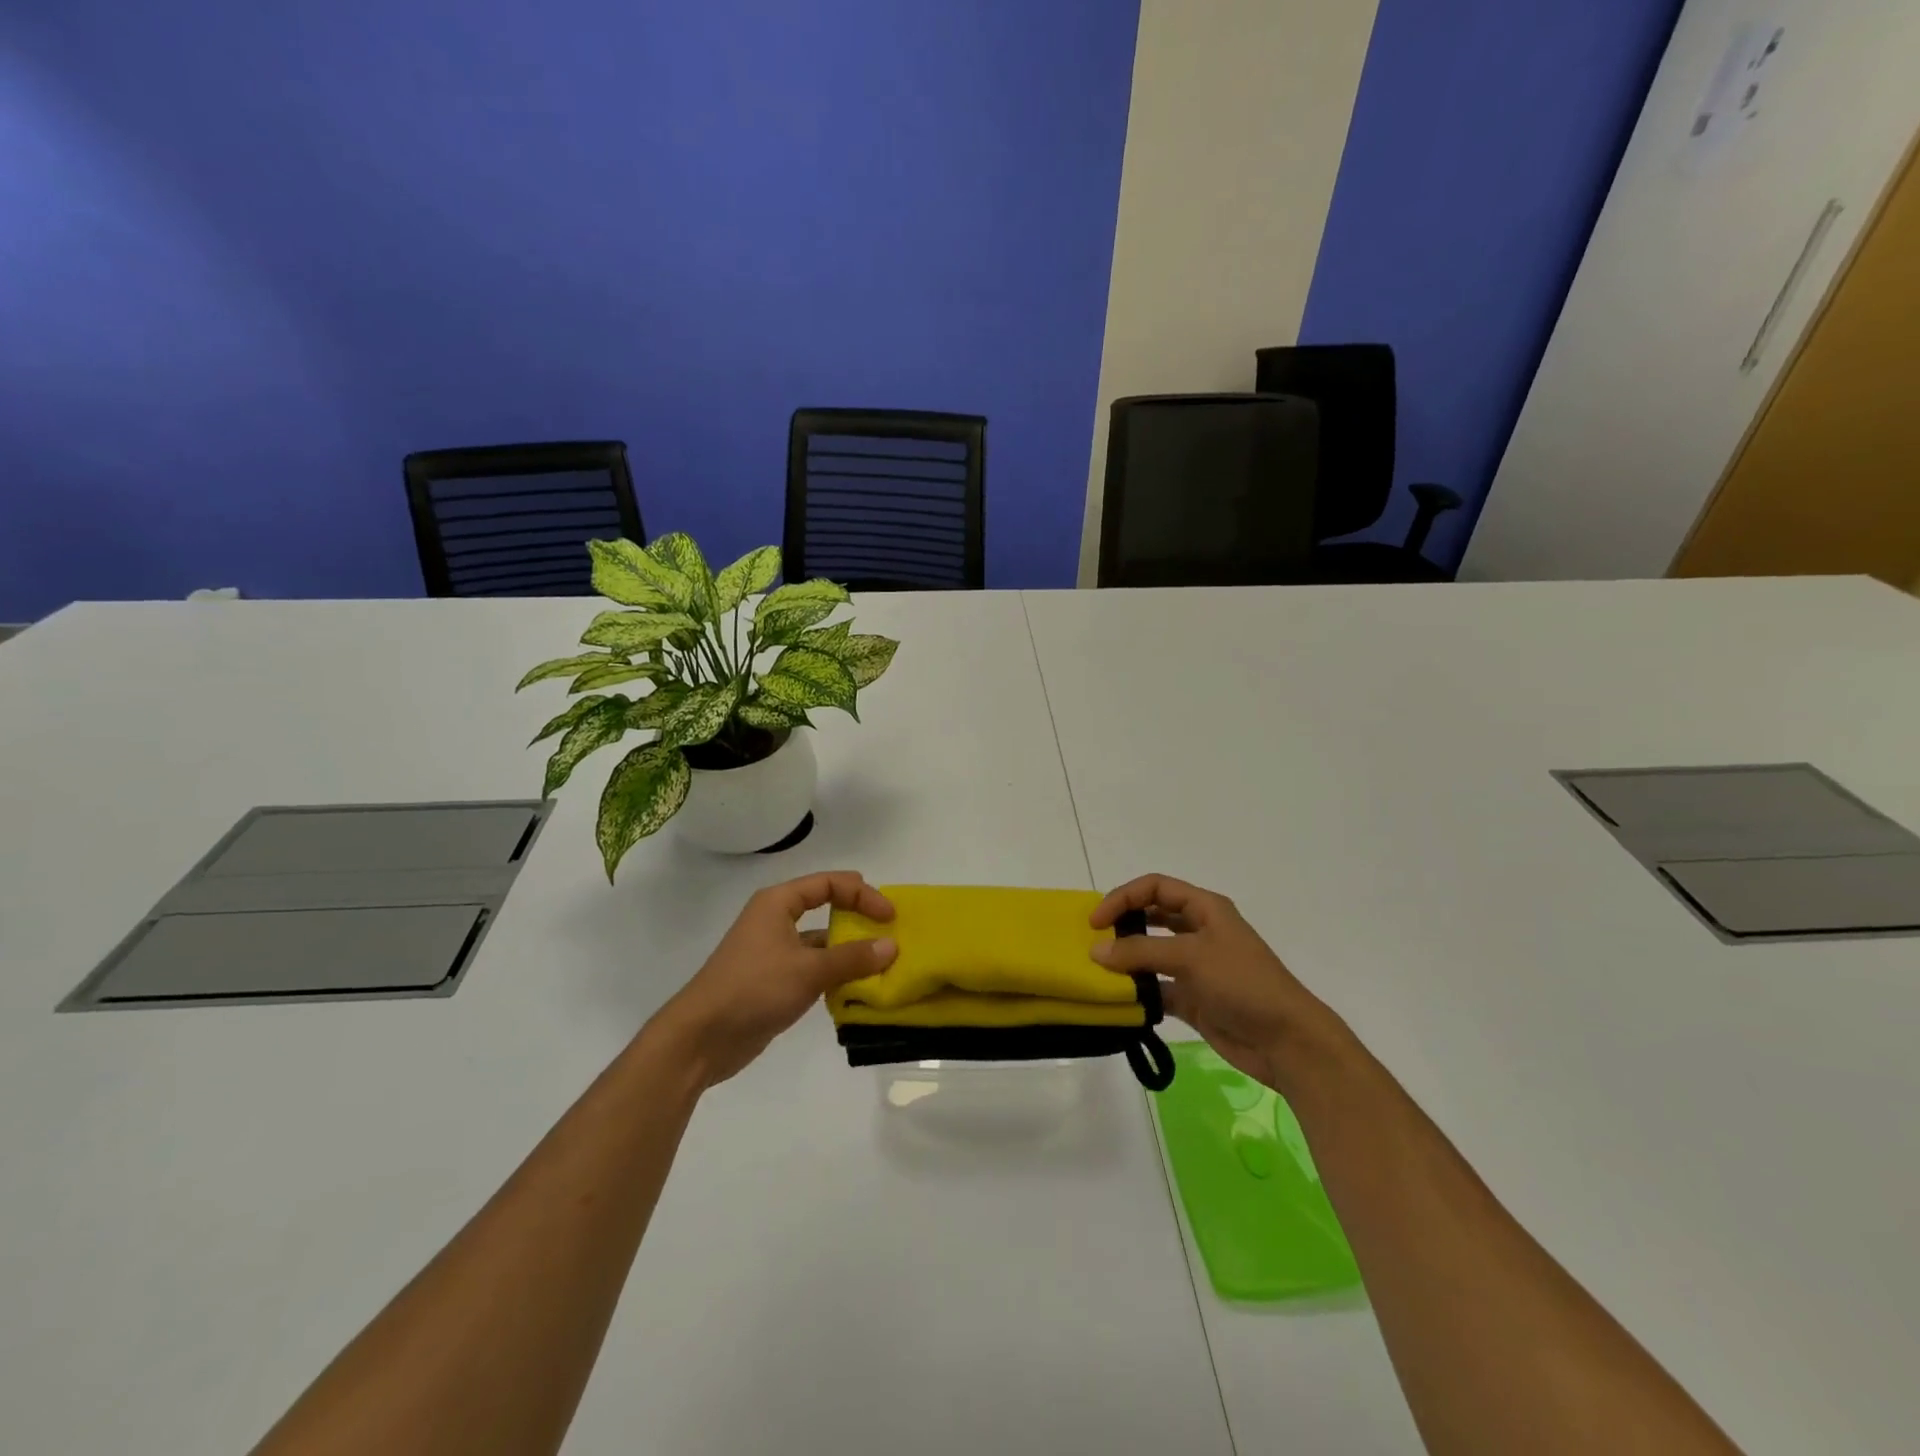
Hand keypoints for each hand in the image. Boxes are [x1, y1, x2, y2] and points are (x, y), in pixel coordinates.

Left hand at [645, 872, 896, 1088]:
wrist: (700, 1039)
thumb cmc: (753, 989)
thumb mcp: (808, 970)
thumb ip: (853, 958)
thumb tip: (892, 946)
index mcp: (778, 903)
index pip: (829, 884)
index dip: (862, 894)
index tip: (889, 915)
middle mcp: (775, 921)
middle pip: (826, 908)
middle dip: (859, 920)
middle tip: (890, 935)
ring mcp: (774, 953)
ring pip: (821, 943)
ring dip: (849, 952)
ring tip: (882, 966)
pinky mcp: (774, 982)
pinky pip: (813, 969)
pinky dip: (836, 975)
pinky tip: (857, 990)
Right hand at [1089, 873, 1347, 1095]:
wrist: (1288, 1041)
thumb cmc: (1243, 983)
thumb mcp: (1191, 957)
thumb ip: (1141, 951)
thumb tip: (1096, 951)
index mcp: (1205, 909)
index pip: (1155, 887)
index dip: (1123, 897)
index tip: (1096, 921)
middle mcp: (1199, 932)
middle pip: (1152, 917)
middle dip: (1123, 926)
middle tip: (1093, 942)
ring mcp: (1196, 967)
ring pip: (1152, 954)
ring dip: (1128, 961)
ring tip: (1099, 972)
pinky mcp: (1194, 999)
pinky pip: (1157, 989)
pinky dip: (1138, 993)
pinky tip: (1119, 1001)